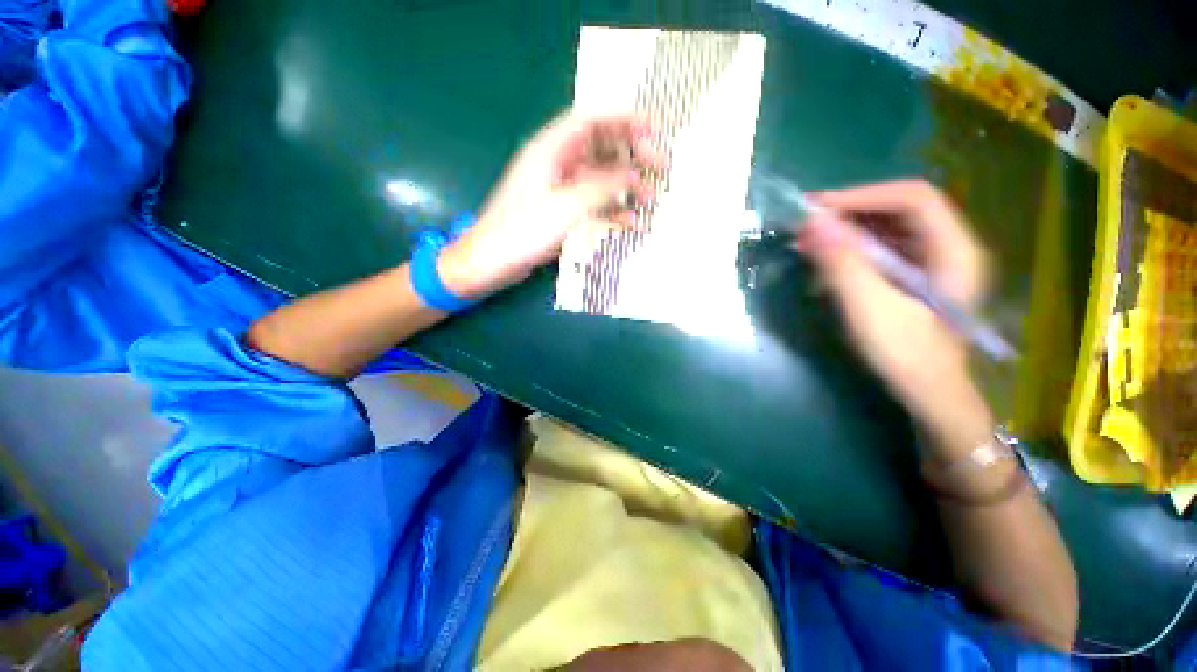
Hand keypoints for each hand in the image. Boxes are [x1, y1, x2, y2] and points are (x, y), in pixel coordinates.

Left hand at [438, 110, 661, 297]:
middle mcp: (558, 164)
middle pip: (602, 148)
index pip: (594, 121)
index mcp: (551, 150)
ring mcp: (561, 190)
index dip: (626, 120)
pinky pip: (594, 205)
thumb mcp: (565, 207)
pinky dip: (613, 211)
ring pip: (601, 179)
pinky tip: (632, 222)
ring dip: (627, 186)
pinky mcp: (563, 212)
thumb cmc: (522, 231)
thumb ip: (602, 188)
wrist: (492, 261)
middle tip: (661, 167)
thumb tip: (634, 174)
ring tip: (652, 198)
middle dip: (633, 155)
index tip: (655, 129)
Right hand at [795, 180, 991, 449]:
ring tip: (808, 242)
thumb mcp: (869, 308)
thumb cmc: (906, 354)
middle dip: (850, 213)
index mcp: (954, 249)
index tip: (817, 208)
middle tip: (806, 226)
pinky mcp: (914, 279)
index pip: (912, 198)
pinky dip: (851, 250)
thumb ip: (842, 263)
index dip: (863, 195)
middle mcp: (948, 247)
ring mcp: (932, 263)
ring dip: (846, 231)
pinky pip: (882, 251)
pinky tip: (826, 262)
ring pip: (888, 230)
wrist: (928, 395)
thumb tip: (811, 222)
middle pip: (899, 210)